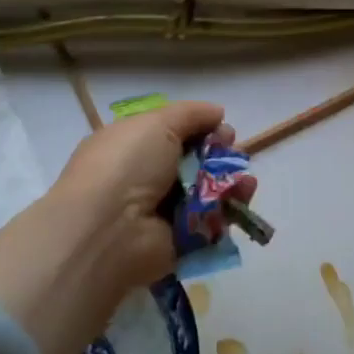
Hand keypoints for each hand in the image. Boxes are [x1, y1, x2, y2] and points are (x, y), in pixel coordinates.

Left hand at [0, 101, 243, 353]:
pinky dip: (230, 209)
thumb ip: (191, 114)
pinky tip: (243, 198)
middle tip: (233, 153)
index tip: (220, 128)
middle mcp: (146, 177)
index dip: (200, 128)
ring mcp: (163, 211)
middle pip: (194, 161)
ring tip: (246, 180)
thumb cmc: (126, 166)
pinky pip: (212, 221)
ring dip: (231, 182)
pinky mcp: (180, 240)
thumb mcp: (156, 123)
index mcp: (132, 145)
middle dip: (220, 154)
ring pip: (208, 191)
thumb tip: (217, 112)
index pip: (172, 132)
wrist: (108, 231)